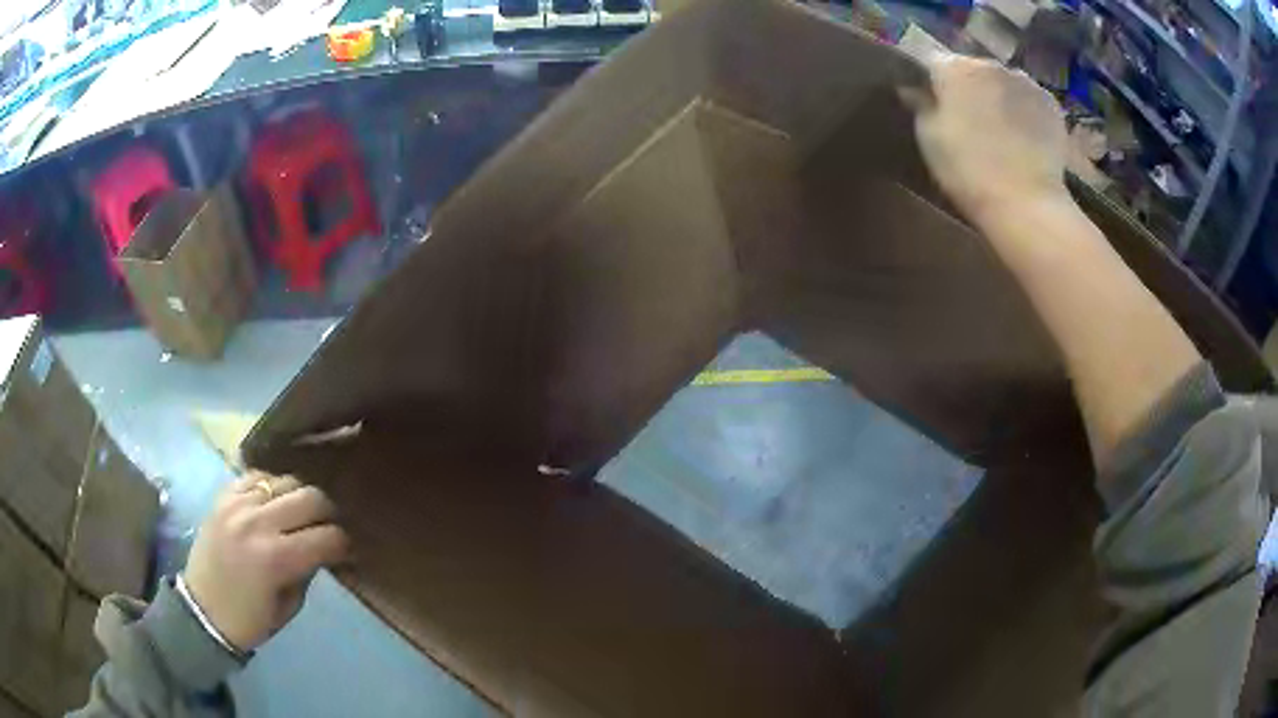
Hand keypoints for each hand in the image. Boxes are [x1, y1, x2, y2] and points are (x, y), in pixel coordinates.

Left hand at [183, 472, 350, 651]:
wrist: (202, 610)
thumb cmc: (250, 620)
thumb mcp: (289, 606)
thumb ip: (307, 571)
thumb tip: (322, 548)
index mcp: (276, 558)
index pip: (327, 537)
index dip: (343, 544)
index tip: (346, 551)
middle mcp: (258, 523)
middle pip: (310, 497)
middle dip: (327, 514)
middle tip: (327, 528)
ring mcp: (237, 505)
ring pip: (285, 481)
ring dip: (299, 497)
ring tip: (298, 514)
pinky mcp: (223, 497)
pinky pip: (255, 476)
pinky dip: (271, 487)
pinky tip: (272, 502)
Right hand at [905, 55, 1069, 222]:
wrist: (1026, 204)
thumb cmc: (968, 171)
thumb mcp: (929, 138)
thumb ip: (921, 105)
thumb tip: (914, 90)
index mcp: (954, 67)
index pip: (932, 61)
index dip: (931, 82)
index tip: (931, 102)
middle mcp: (990, 63)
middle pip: (972, 69)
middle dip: (969, 87)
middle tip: (969, 120)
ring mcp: (1025, 82)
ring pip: (1003, 82)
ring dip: (998, 97)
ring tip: (1000, 130)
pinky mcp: (1051, 104)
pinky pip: (1029, 99)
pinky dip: (1024, 111)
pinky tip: (1024, 136)